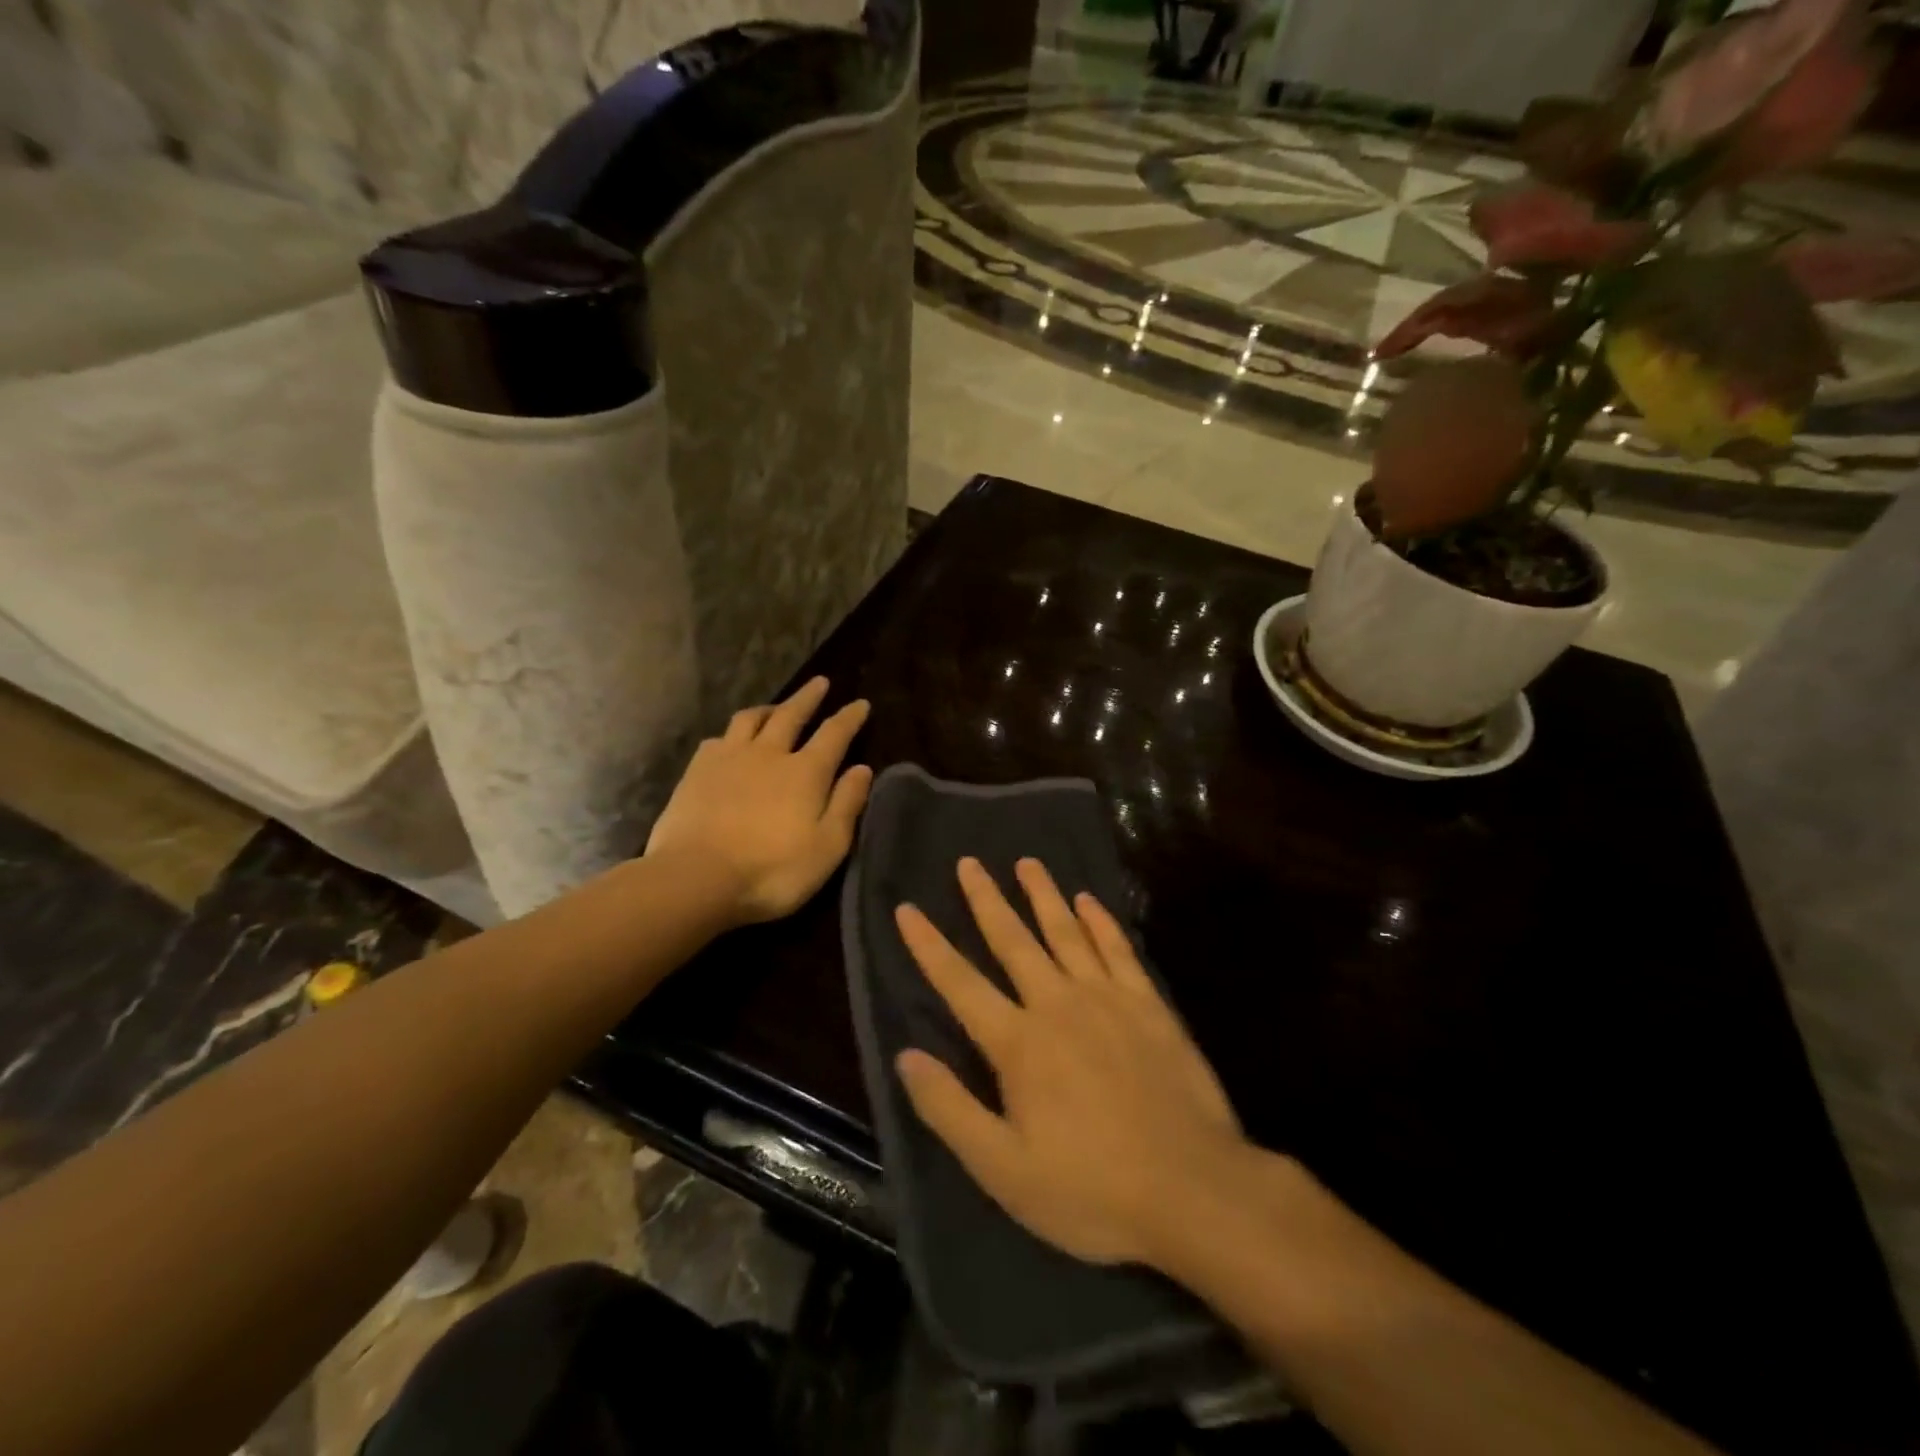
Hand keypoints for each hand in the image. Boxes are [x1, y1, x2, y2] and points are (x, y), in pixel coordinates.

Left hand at [646, 678, 872, 924]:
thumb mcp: (827, 846)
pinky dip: (731, 734)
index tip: (860, 703)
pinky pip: (717, 739)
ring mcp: (729, 758)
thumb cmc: (772, 870)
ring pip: (750, 719)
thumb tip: (863, 768)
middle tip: (819, 682)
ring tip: (775, 707)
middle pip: (791, 715)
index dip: (850, 717)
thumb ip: (846, 804)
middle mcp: (769, 754)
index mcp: (806, 772)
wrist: (695, 877)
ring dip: (768, 708)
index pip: (834, 734)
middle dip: (808, 698)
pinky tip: (729, 741)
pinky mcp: (697, 771)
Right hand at [894, 857, 1247, 1267]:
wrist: (1194, 1190)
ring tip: (1026, 862)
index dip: (929, 945)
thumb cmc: (1092, 1190)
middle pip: (1013, 940)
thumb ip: (951, 1109)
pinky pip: (1118, 949)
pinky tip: (1088, 900)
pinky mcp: (1149, 1004)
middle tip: (969, 862)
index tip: (907, 909)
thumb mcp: (1004, 1171)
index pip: (960, 983)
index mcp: (1018, 1044)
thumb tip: (906, 1056)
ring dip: (1043, 894)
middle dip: (986, 899)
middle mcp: (1057, 1004)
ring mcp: (1107, 998)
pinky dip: (1100, 921)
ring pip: (1066, 932)